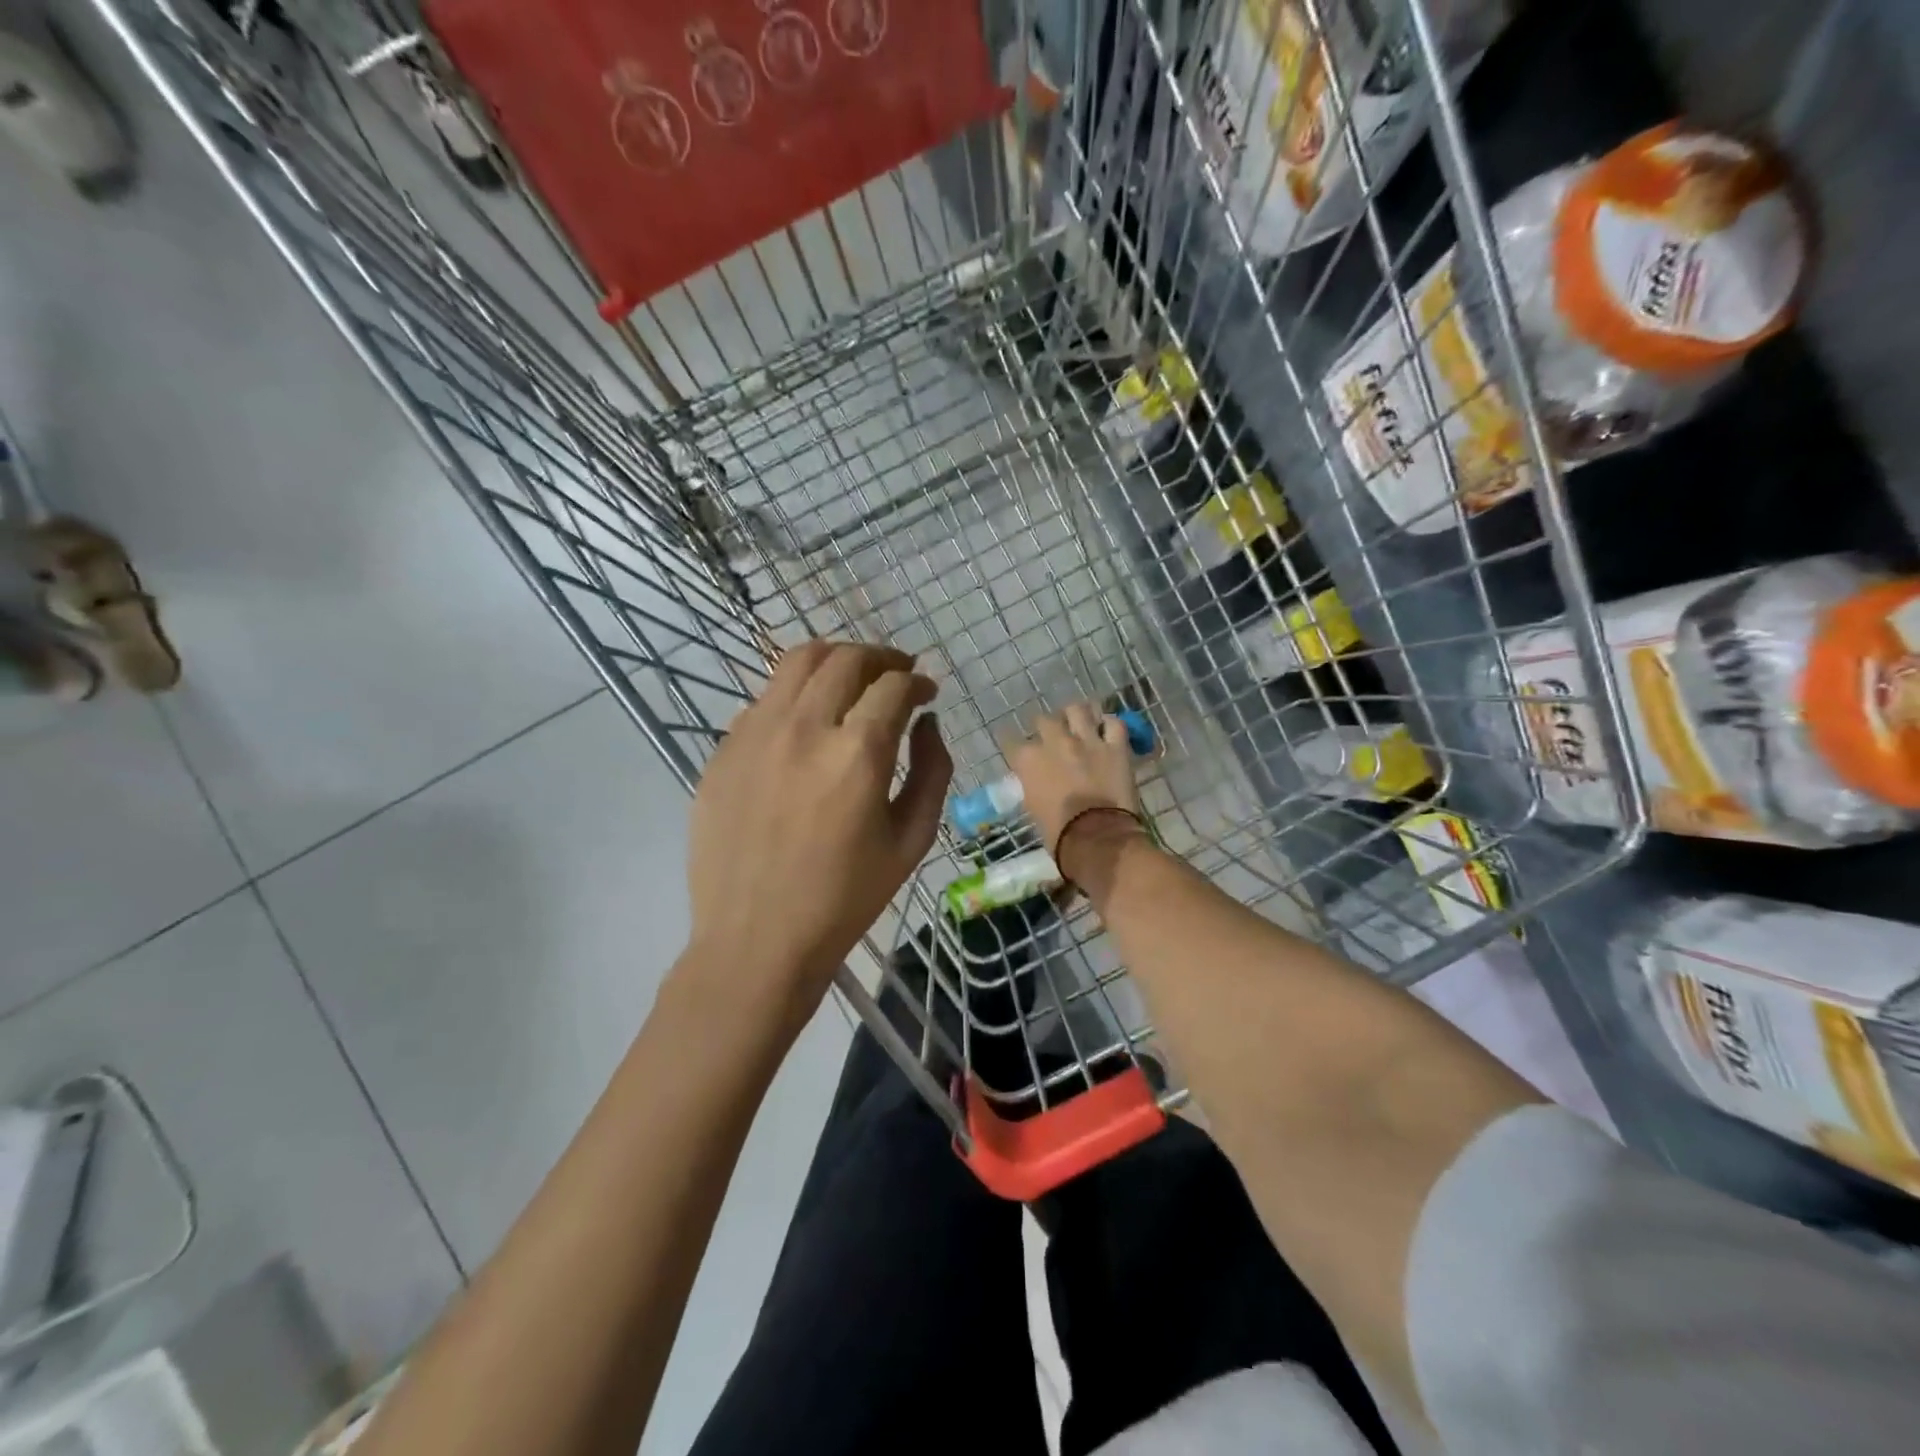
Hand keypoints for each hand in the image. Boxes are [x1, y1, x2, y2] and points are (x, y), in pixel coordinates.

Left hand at [686, 641, 950, 1031]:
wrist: (756, 939)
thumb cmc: (846, 898)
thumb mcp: (912, 839)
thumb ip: (932, 770)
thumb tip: (926, 723)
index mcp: (858, 753)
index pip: (894, 686)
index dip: (917, 681)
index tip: (926, 692)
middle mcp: (804, 728)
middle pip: (846, 659)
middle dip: (881, 657)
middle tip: (896, 673)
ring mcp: (755, 734)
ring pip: (797, 662)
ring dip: (835, 659)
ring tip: (852, 677)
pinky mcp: (723, 750)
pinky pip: (764, 699)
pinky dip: (795, 693)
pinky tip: (806, 721)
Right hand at [1006, 703, 1144, 864]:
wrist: (1097, 838)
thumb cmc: (1059, 833)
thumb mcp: (1033, 807)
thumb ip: (1033, 785)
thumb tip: (1036, 781)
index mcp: (1029, 760)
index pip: (1010, 740)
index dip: (1011, 742)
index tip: (1014, 746)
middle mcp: (1055, 742)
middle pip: (1044, 720)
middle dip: (1045, 726)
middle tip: (1050, 735)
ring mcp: (1087, 741)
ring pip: (1078, 710)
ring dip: (1076, 715)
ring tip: (1079, 722)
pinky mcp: (1116, 747)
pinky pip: (1114, 723)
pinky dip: (1109, 724)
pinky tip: (1107, 730)